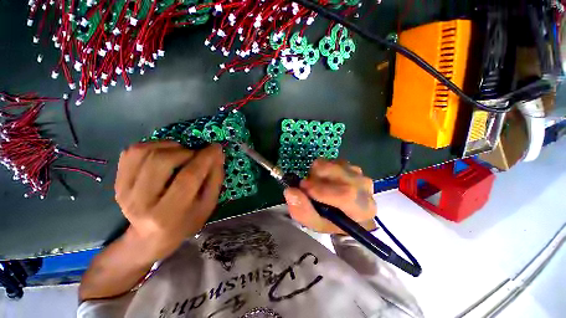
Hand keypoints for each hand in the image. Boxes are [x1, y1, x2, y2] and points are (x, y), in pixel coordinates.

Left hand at [115, 141, 224, 260]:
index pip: (188, 177)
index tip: (216, 147)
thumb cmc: (186, 220)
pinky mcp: (117, 181)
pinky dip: (153, 146)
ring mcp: (124, 190)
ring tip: (181, 154)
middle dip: (186, 152)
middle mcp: (141, 202)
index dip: (205, 158)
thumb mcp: (208, 204)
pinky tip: (164, 154)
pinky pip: (132, 151)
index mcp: (169, 213)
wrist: (151, 237)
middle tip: (196, 156)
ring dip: (170, 147)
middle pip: (162, 161)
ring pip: (145, 151)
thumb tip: (217, 152)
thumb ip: (215, 177)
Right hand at [284, 159, 375, 233]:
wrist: (348, 213)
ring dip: (318, 173)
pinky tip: (324, 179)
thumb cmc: (332, 222)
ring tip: (317, 184)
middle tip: (307, 185)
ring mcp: (359, 173)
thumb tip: (290, 191)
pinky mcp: (352, 165)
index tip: (303, 187)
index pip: (346, 194)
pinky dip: (323, 168)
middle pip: (339, 173)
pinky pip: (332, 160)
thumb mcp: (315, 223)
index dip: (321, 189)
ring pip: (333, 164)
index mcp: (362, 209)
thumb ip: (303, 211)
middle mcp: (364, 187)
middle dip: (316, 176)